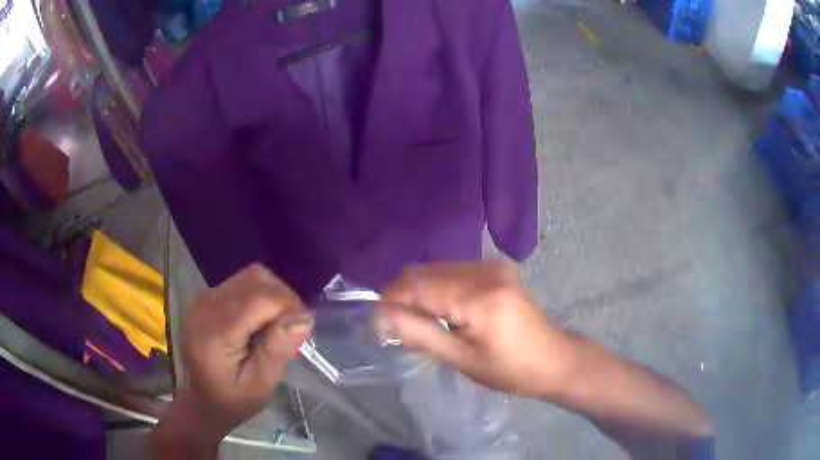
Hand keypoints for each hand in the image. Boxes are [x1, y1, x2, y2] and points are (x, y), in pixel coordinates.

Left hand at [175, 264, 312, 438]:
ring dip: (274, 294)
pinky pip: (242, 283)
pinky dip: (261, 295)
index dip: (289, 306)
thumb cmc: (232, 401)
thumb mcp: (260, 386)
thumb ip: (278, 351)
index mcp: (215, 333)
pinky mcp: (208, 297)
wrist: (201, 400)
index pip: (259, 298)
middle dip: (284, 297)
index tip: (304, 329)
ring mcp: (204, 299)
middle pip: (255, 279)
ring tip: (280, 323)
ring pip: (250, 276)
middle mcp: (205, 307)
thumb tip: (305, 318)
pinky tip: (264, 320)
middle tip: (294, 327)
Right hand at [377, 262, 575, 397]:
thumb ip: (420, 334)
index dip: (391, 298)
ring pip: (438, 269)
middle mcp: (486, 272)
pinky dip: (436, 287)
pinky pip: (453, 271)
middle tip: (389, 322)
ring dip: (417, 290)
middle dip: (401, 294)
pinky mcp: (496, 269)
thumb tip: (381, 317)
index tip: (373, 318)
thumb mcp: (462, 359)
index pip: (420, 286)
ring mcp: (493, 267)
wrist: (553, 359)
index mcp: (481, 298)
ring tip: (410, 318)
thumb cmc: (510, 370)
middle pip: (427, 272)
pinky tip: (436, 309)